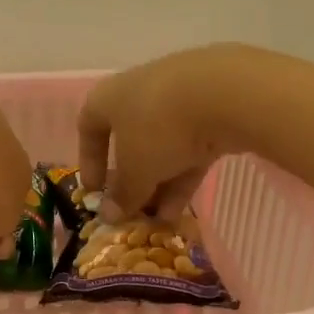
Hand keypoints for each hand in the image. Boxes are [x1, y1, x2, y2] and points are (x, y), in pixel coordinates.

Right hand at [77, 44, 263, 219]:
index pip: (88, 128)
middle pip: (130, 140)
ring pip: (163, 147)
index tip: (94, 192)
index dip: (89, 162)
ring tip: (161, 220)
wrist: (225, 93)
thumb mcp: (135, 170)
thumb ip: (123, 195)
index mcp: (109, 97)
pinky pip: (191, 146)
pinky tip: (184, 208)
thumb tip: (109, 215)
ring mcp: (178, 97)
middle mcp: (140, 92)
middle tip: (134, 211)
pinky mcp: (212, 108)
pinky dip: (184, 175)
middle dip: (132, 180)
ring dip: (160, 184)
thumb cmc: (158, 128)